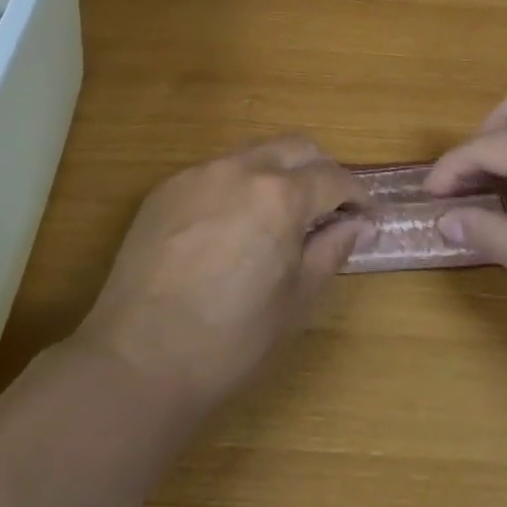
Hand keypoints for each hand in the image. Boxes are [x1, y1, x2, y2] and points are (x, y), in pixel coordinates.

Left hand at [75, 137, 374, 407]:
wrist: (139, 359)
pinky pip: (216, 173)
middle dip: (322, 171)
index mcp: (280, 195)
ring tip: (282, 215)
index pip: (333, 177)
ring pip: (253, 154)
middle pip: (296, 147)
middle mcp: (240, 168)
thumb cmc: (231, 340)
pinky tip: (233, 226)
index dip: (357, 196)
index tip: (367, 216)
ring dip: (279, 173)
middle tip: (331, 207)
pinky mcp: (166, 189)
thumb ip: (331, 250)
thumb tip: (356, 225)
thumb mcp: (296, 300)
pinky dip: (238, 187)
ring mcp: (198, 174)